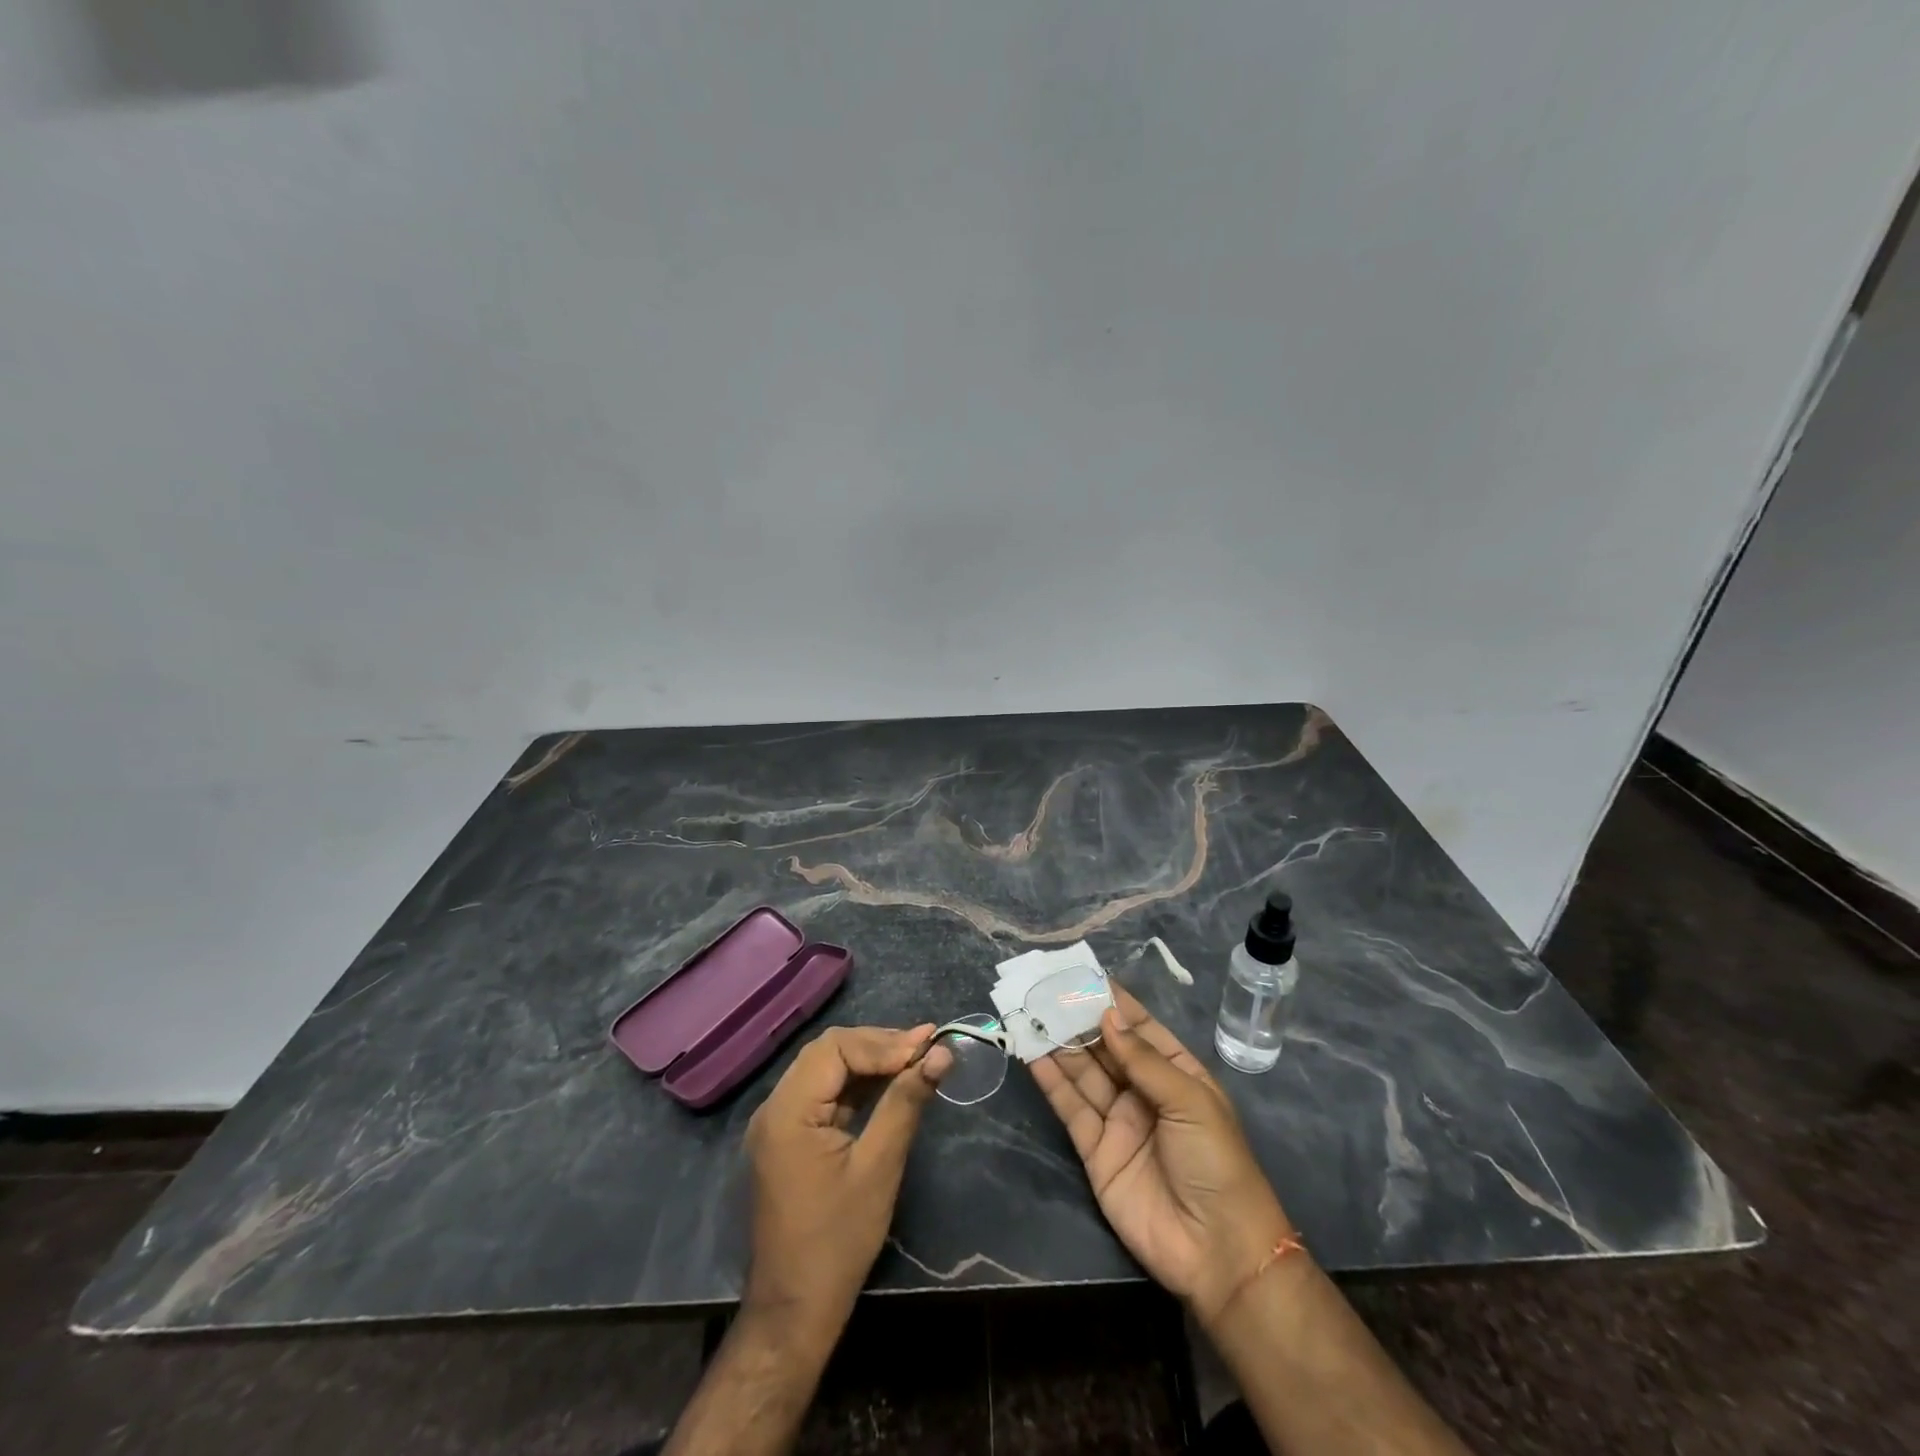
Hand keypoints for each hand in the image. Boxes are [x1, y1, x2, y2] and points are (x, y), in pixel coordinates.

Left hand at [742, 1024, 952, 1337]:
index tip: (927, 1046)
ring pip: (826, 1069)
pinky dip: (857, 1083)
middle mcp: (775, 1107)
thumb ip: (905, 1103)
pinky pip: (824, 1094)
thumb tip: (940, 1054)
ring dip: (869, 1060)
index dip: (882, 1043)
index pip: (835, 1049)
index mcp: (788, 1111)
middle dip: (878, 1045)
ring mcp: (779, 1123)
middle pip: (828, 1052)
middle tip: (925, 1047)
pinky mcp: (789, 1138)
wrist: (795, 1310)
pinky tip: (890, 1084)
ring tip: (915, 1058)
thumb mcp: (878, 1167)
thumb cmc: (838, 1240)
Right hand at [1030, 986, 1294, 1326]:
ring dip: (1060, 1045)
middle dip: (1080, 1021)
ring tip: (1032, 1014)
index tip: (1084, 975)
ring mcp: (1119, 1121)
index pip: (1141, 1029)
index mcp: (1177, 1075)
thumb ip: (1143, 1059)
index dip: (1115, 1004)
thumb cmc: (1216, 1162)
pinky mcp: (1096, 1151)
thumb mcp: (1188, 1101)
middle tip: (1047, 991)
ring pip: (1084, 1074)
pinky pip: (1071, 1109)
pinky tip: (1033, 1056)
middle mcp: (1145, 1092)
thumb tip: (1108, 1016)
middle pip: (1107, 1048)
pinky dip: (1052, 1082)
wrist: (1217, 1251)